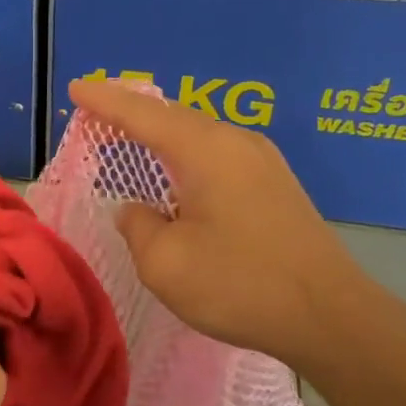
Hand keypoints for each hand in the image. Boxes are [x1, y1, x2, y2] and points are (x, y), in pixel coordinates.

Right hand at [67, 78, 381, 376]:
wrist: (330, 316)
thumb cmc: (240, 285)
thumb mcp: (165, 263)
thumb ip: (137, 226)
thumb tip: (136, 210)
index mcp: (205, 150)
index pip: (142, 114)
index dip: (105, 101)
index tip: (75, 88)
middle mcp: (236, 142)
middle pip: (172, 116)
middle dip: (131, 113)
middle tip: (96, 113)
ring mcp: (262, 162)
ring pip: (198, 135)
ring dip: (160, 134)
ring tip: (129, 137)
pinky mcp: (275, 185)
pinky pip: (217, 154)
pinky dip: (185, 154)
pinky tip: (176, 172)